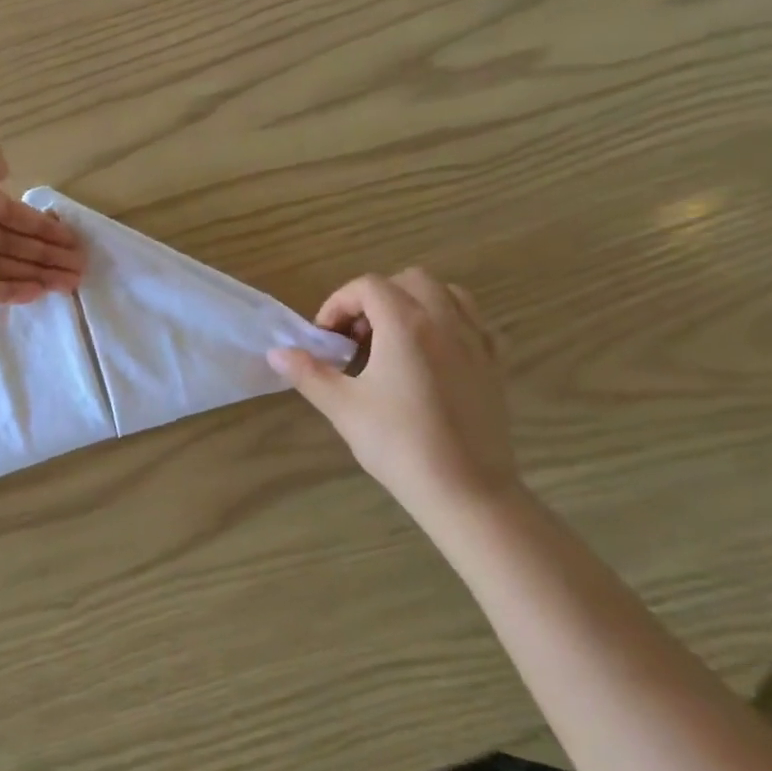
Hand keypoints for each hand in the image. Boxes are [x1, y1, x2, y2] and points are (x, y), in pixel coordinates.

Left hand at [0, 137, 84, 305]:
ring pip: (2, 267)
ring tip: (71, 282)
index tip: (70, 239)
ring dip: (37, 273)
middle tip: (80, 266)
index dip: (40, 225)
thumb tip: (4, 172)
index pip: (8, 211)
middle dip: (46, 253)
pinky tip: (40, 292)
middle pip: (10, 242)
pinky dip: (11, 291)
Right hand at [269, 269, 518, 519]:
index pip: (367, 286)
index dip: (339, 303)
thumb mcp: (343, 407)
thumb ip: (308, 373)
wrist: (466, 490)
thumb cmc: (398, 444)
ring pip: (446, 293)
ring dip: (415, 302)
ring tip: (394, 339)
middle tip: (357, 337)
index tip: (326, 338)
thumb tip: (275, 353)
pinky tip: (432, 354)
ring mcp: (476, 340)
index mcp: (405, 324)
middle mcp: (444, 320)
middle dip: (376, 298)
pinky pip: (474, 321)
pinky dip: (449, 322)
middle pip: (408, 280)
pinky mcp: (496, 363)